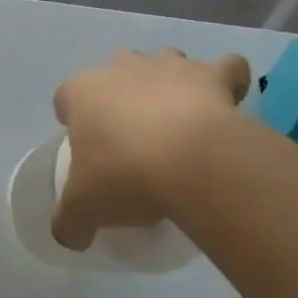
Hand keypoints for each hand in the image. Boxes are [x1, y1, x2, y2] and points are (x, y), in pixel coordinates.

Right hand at [50, 48, 249, 250]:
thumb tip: (69, 235)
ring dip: (172, 84)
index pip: (67, 97)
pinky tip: (230, 105)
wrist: (192, 162)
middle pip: (117, 72)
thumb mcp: (84, 210)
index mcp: (83, 92)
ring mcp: (169, 66)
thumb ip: (69, 221)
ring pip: (167, 62)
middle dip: (124, 95)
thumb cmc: (125, 176)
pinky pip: (227, 69)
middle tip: (135, 139)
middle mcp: (123, 68)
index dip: (75, 119)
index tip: (89, 149)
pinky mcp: (211, 75)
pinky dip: (230, 81)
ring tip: (182, 123)